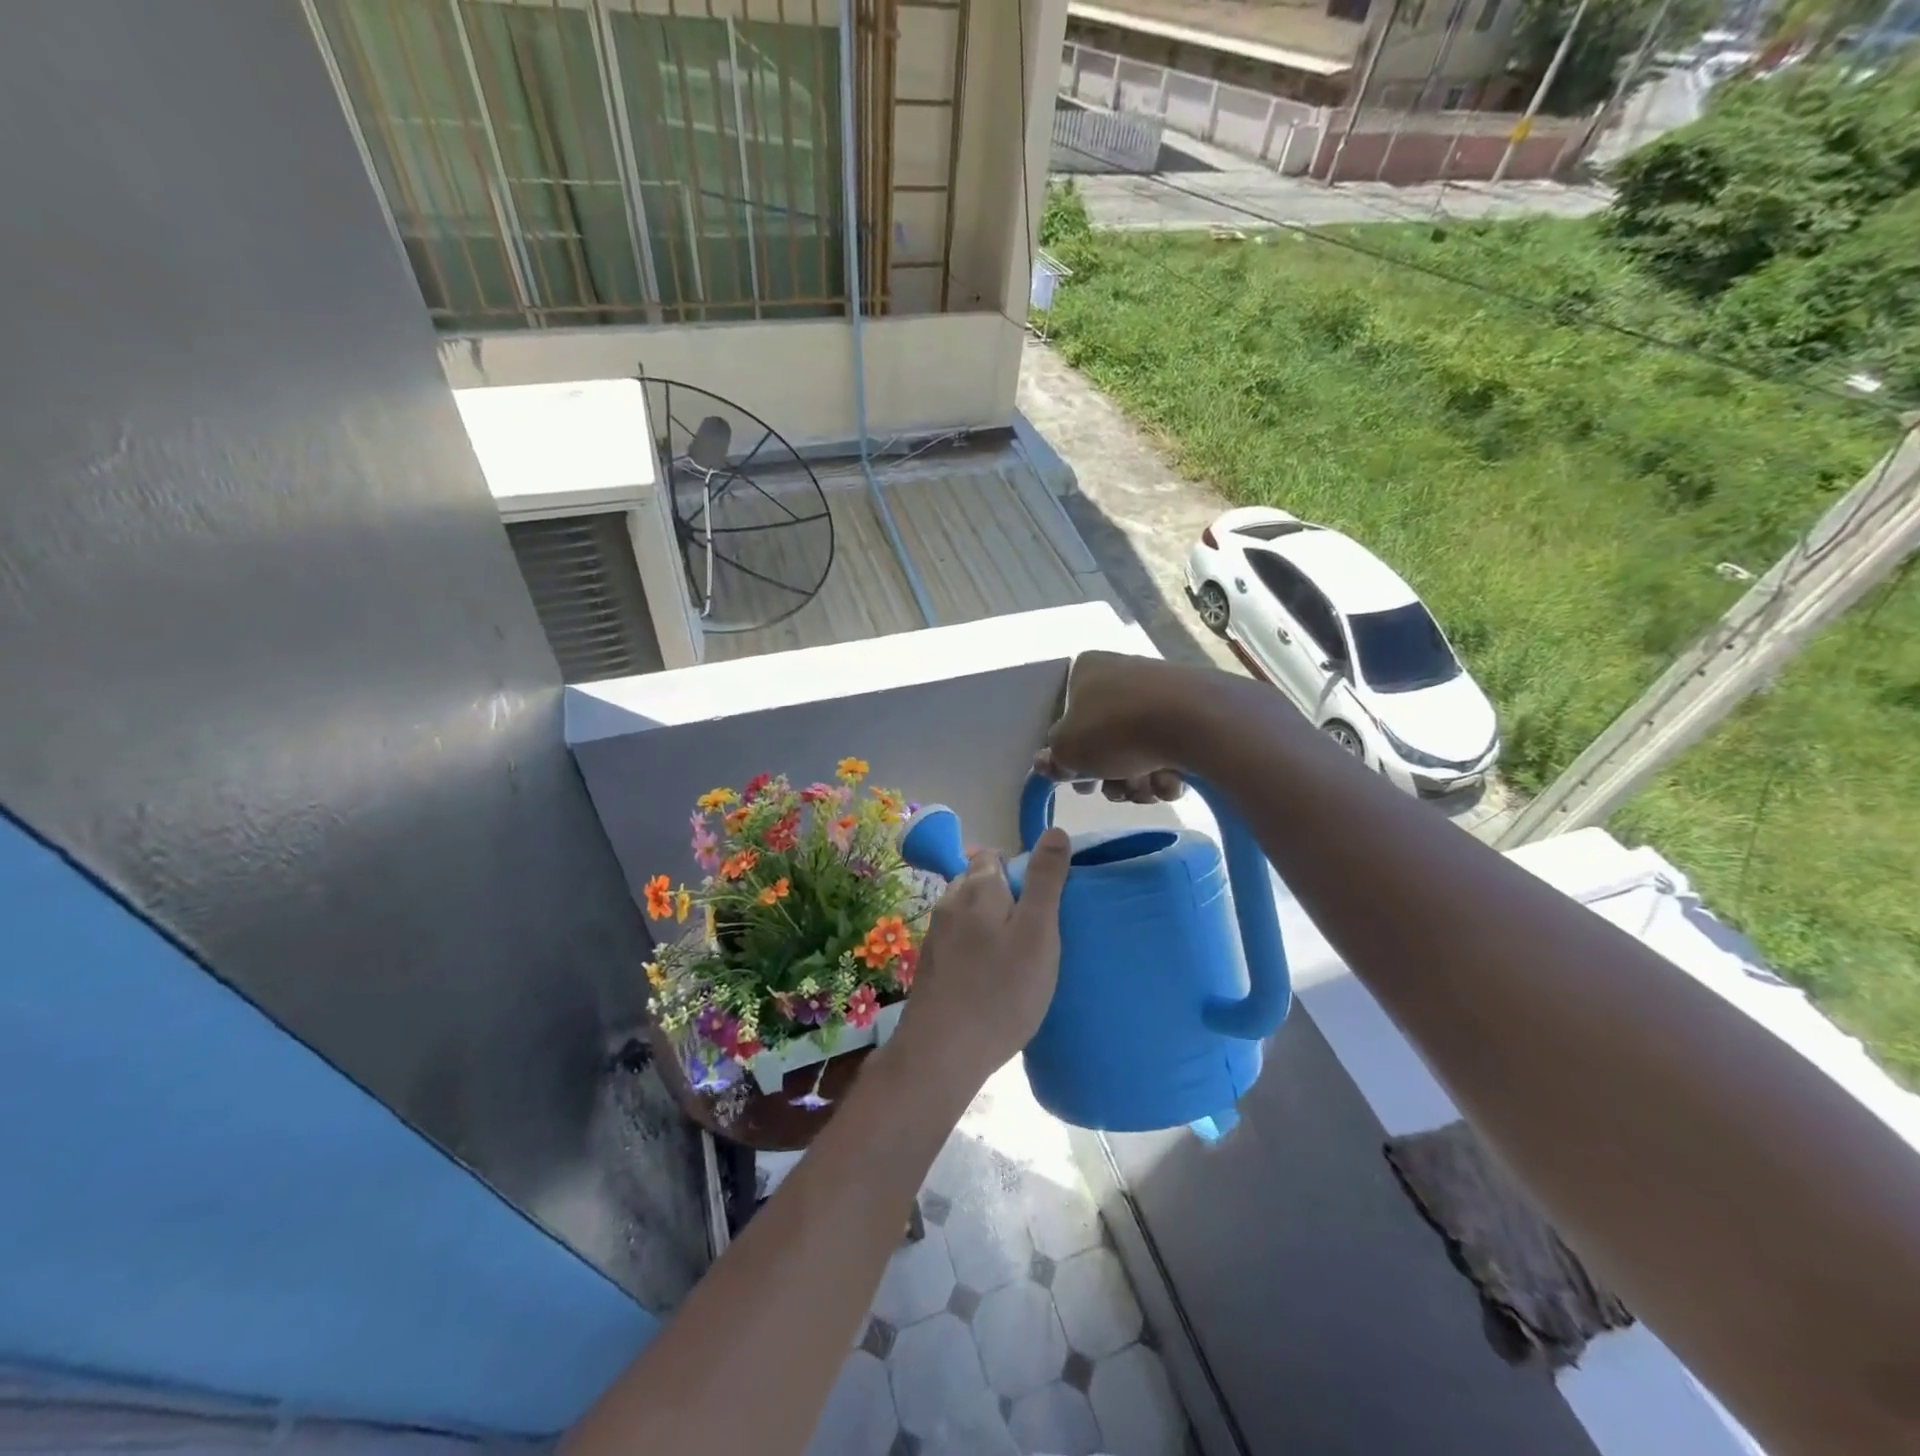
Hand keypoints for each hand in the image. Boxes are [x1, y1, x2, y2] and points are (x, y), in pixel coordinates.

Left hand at [894, 830, 1072, 1085]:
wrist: (941, 1053)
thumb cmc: (1001, 991)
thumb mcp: (1037, 932)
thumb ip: (1045, 880)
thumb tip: (1055, 831)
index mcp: (977, 887)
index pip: (995, 855)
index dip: (1020, 870)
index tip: (1041, 903)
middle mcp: (949, 901)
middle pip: (978, 881)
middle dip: (1004, 896)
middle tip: (1033, 932)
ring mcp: (935, 934)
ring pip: (967, 912)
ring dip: (988, 923)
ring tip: (1014, 956)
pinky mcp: (929, 964)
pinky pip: (957, 940)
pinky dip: (975, 947)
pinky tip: (989, 977)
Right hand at [1033, 650, 1188, 805]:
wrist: (1192, 721)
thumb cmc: (1114, 728)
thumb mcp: (1067, 750)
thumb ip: (1053, 758)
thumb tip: (1047, 762)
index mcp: (1087, 671)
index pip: (1069, 717)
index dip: (1073, 758)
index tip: (1082, 783)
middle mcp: (1122, 674)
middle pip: (1106, 739)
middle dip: (1110, 775)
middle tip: (1115, 790)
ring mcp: (1160, 692)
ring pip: (1138, 750)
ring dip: (1137, 780)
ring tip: (1146, 788)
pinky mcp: (1193, 712)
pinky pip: (1170, 749)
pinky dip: (1166, 772)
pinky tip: (1172, 781)